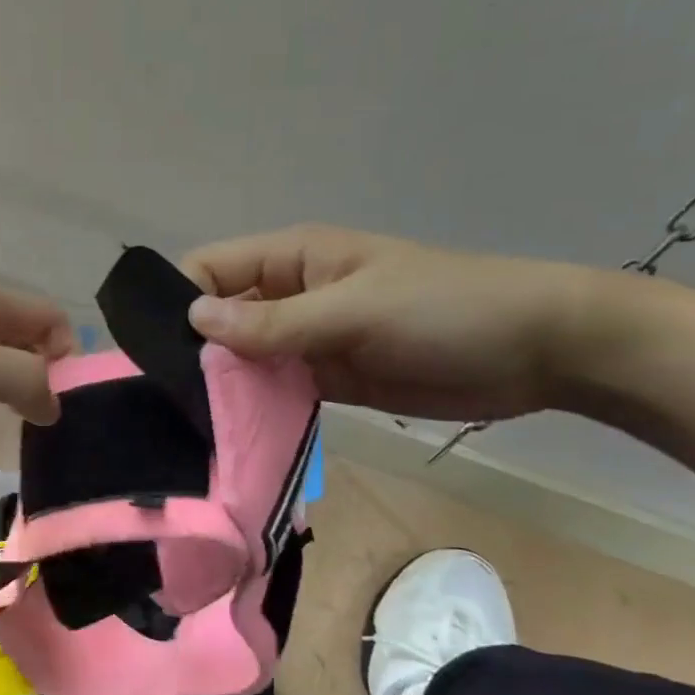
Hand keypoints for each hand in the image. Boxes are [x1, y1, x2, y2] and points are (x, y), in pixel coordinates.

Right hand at [181, 225, 607, 421]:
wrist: (540, 351)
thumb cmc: (447, 309)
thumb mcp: (356, 310)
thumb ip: (275, 322)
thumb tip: (194, 319)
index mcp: (290, 259)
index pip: (209, 270)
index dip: (178, 302)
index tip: (154, 351)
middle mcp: (288, 295)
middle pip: (220, 318)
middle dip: (195, 351)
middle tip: (165, 400)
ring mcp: (307, 339)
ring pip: (244, 359)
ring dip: (224, 386)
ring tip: (192, 424)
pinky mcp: (326, 378)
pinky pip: (276, 390)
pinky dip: (257, 408)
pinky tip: (236, 435)